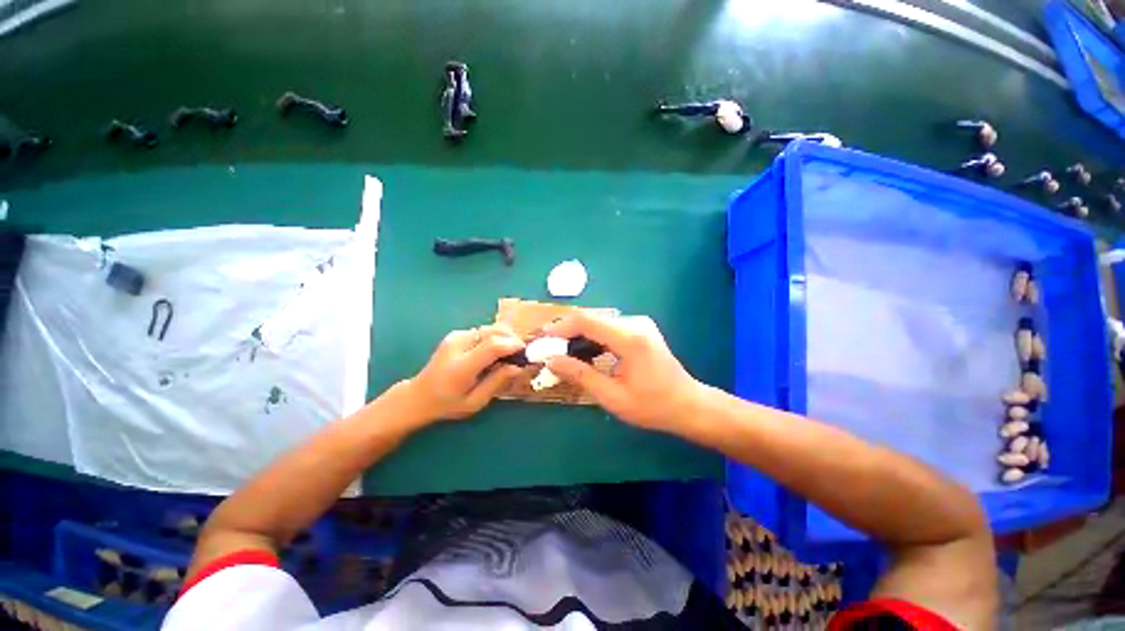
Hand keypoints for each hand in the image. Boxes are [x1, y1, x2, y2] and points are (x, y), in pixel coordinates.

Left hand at [406, 324, 525, 421]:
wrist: (418, 396)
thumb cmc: (448, 405)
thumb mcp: (475, 402)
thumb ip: (497, 382)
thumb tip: (518, 367)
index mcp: (461, 367)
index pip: (493, 345)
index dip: (513, 345)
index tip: (525, 353)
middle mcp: (458, 345)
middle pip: (493, 330)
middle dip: (512, 338)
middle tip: (520, 353)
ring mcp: (455, 337)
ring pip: (490, 328)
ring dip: (504, 337)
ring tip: (508, 354)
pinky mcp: (456, 334)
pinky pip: (483, 331)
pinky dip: (494, 338)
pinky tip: (494, 353)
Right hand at [542, 312, 701, 432]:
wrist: (688, 404)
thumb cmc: (652, 406)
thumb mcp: (612, 397)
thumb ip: (581, 375)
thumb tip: (552, 361)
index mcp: (630, 338)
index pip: (587, 321)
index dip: (561, 327)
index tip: (542, 339)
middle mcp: (635, 323)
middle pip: (591, 319)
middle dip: (567, 332)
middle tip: (548, 349)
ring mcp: (639, 324)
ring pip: (598, 322)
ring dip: (578, 335)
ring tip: (561, 353)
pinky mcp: (640, 329)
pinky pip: (608, 328)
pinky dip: (592, 338)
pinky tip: (584, 353)